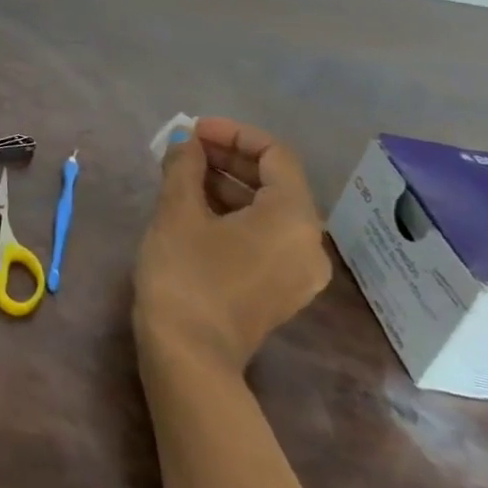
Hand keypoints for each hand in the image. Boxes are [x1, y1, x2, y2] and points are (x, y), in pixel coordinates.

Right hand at [134, 116, 330, 374]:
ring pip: (269, 210)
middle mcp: (310, 243)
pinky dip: (235, 214)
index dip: (233, 134)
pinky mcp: (280, 290)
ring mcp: (299, 272)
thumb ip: (184, 166)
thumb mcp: (178, 210)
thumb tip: (186, 141)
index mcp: (294, 218)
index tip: (193, 132)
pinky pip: (265, 236)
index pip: (275, 155)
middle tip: (184, 150)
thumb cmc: (185, 273)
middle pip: (276, 182)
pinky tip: (196, 209)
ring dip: (228, 185)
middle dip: (228, 158)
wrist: (188, 355)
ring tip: (182, 175)